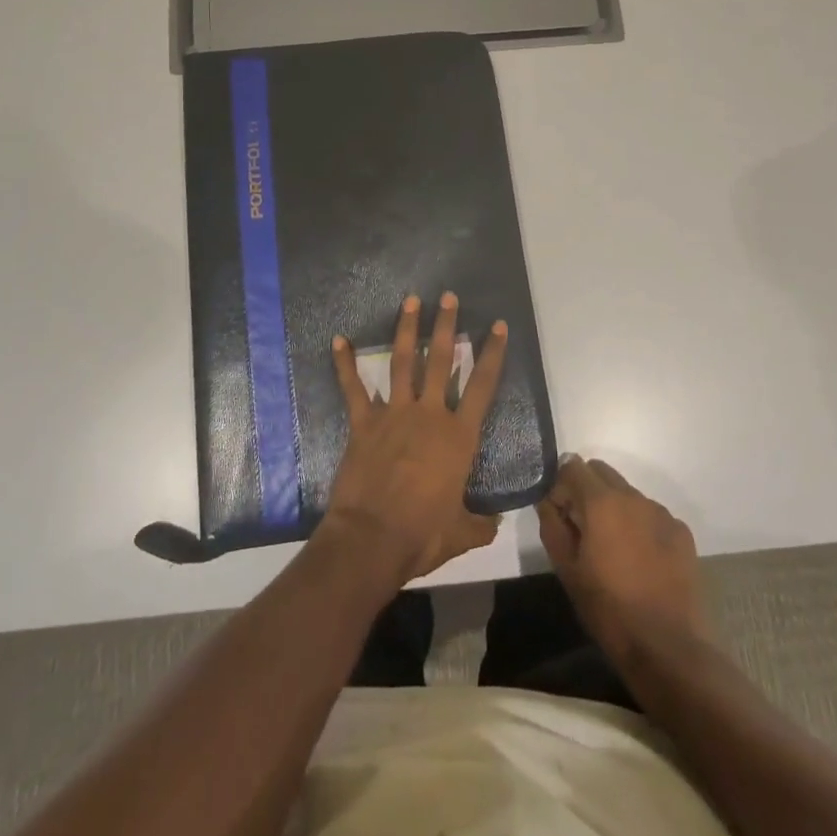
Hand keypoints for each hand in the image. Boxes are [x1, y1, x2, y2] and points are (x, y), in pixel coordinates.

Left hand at [320, 292, 506, 585]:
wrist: (372, 539)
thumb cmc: (422, 534)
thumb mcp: (461, 533)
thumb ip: (480, 524)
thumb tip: (496, 523)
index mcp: (458, 437)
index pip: (482, 386)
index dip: (492, 354)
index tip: (498, 326)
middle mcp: (429, 415)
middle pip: (441, 361)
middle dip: (446, 326)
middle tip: (448, 296)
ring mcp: (394, 414)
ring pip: (403, 362)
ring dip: (407, 330)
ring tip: (411, 300)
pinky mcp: (363, 423)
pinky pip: (353, 388)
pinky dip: (344, 364)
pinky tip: (338, 340)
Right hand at [538, 456, 712, 663]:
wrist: (668, 648)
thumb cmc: (608, 609)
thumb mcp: (566, 570)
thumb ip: (552, 525)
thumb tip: (548, 500)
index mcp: (601, 502)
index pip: (573, 466)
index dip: (560, 485)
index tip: (560, 514)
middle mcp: (633, 496)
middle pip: (602, 472)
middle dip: (586, 490)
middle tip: (583, 528)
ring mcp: (661, 513)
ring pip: (627, 493)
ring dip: (614, 508)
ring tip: (614, 549)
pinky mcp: (682, 532)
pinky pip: (651, 514)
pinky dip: (640, 525)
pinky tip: (641, 560)